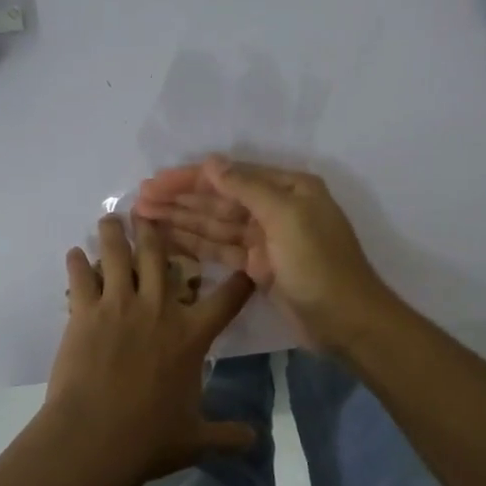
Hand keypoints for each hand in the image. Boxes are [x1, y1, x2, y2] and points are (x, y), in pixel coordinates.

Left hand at [42, 214, 257, 484]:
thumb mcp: (196, 439)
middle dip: (157, 231)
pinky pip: (81, 278)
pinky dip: (77, 263)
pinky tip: (74, 253)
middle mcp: (158, 309)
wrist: (94, 438)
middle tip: (151, 212)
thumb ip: (227, 435)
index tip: (246, 264)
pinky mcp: (85, 312)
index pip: (227, 299)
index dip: (240, 280)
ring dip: (114, 233)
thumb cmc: (148, 438)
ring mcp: (119, 306)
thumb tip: (256, 441)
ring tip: (111, 218)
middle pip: (159, 256)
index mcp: (191, 335)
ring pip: (117, 255)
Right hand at [134, 156, 391, 349]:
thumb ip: (246, 188)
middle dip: (180, 199)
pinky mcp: (258, 267)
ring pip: (215, 225)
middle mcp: (275, 207)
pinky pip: (221, 249)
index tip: (154, 183)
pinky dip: (196, 245)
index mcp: (287, 188)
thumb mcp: (286, 217)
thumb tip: (211, 163)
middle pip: (219, 200)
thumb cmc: (319, 264)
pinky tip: (168, 240)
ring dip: (182, 220)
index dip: (189, 179)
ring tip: (144, 217)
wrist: (347, 322)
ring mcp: (265, 239)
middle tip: (139, 200)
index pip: (229, 176)